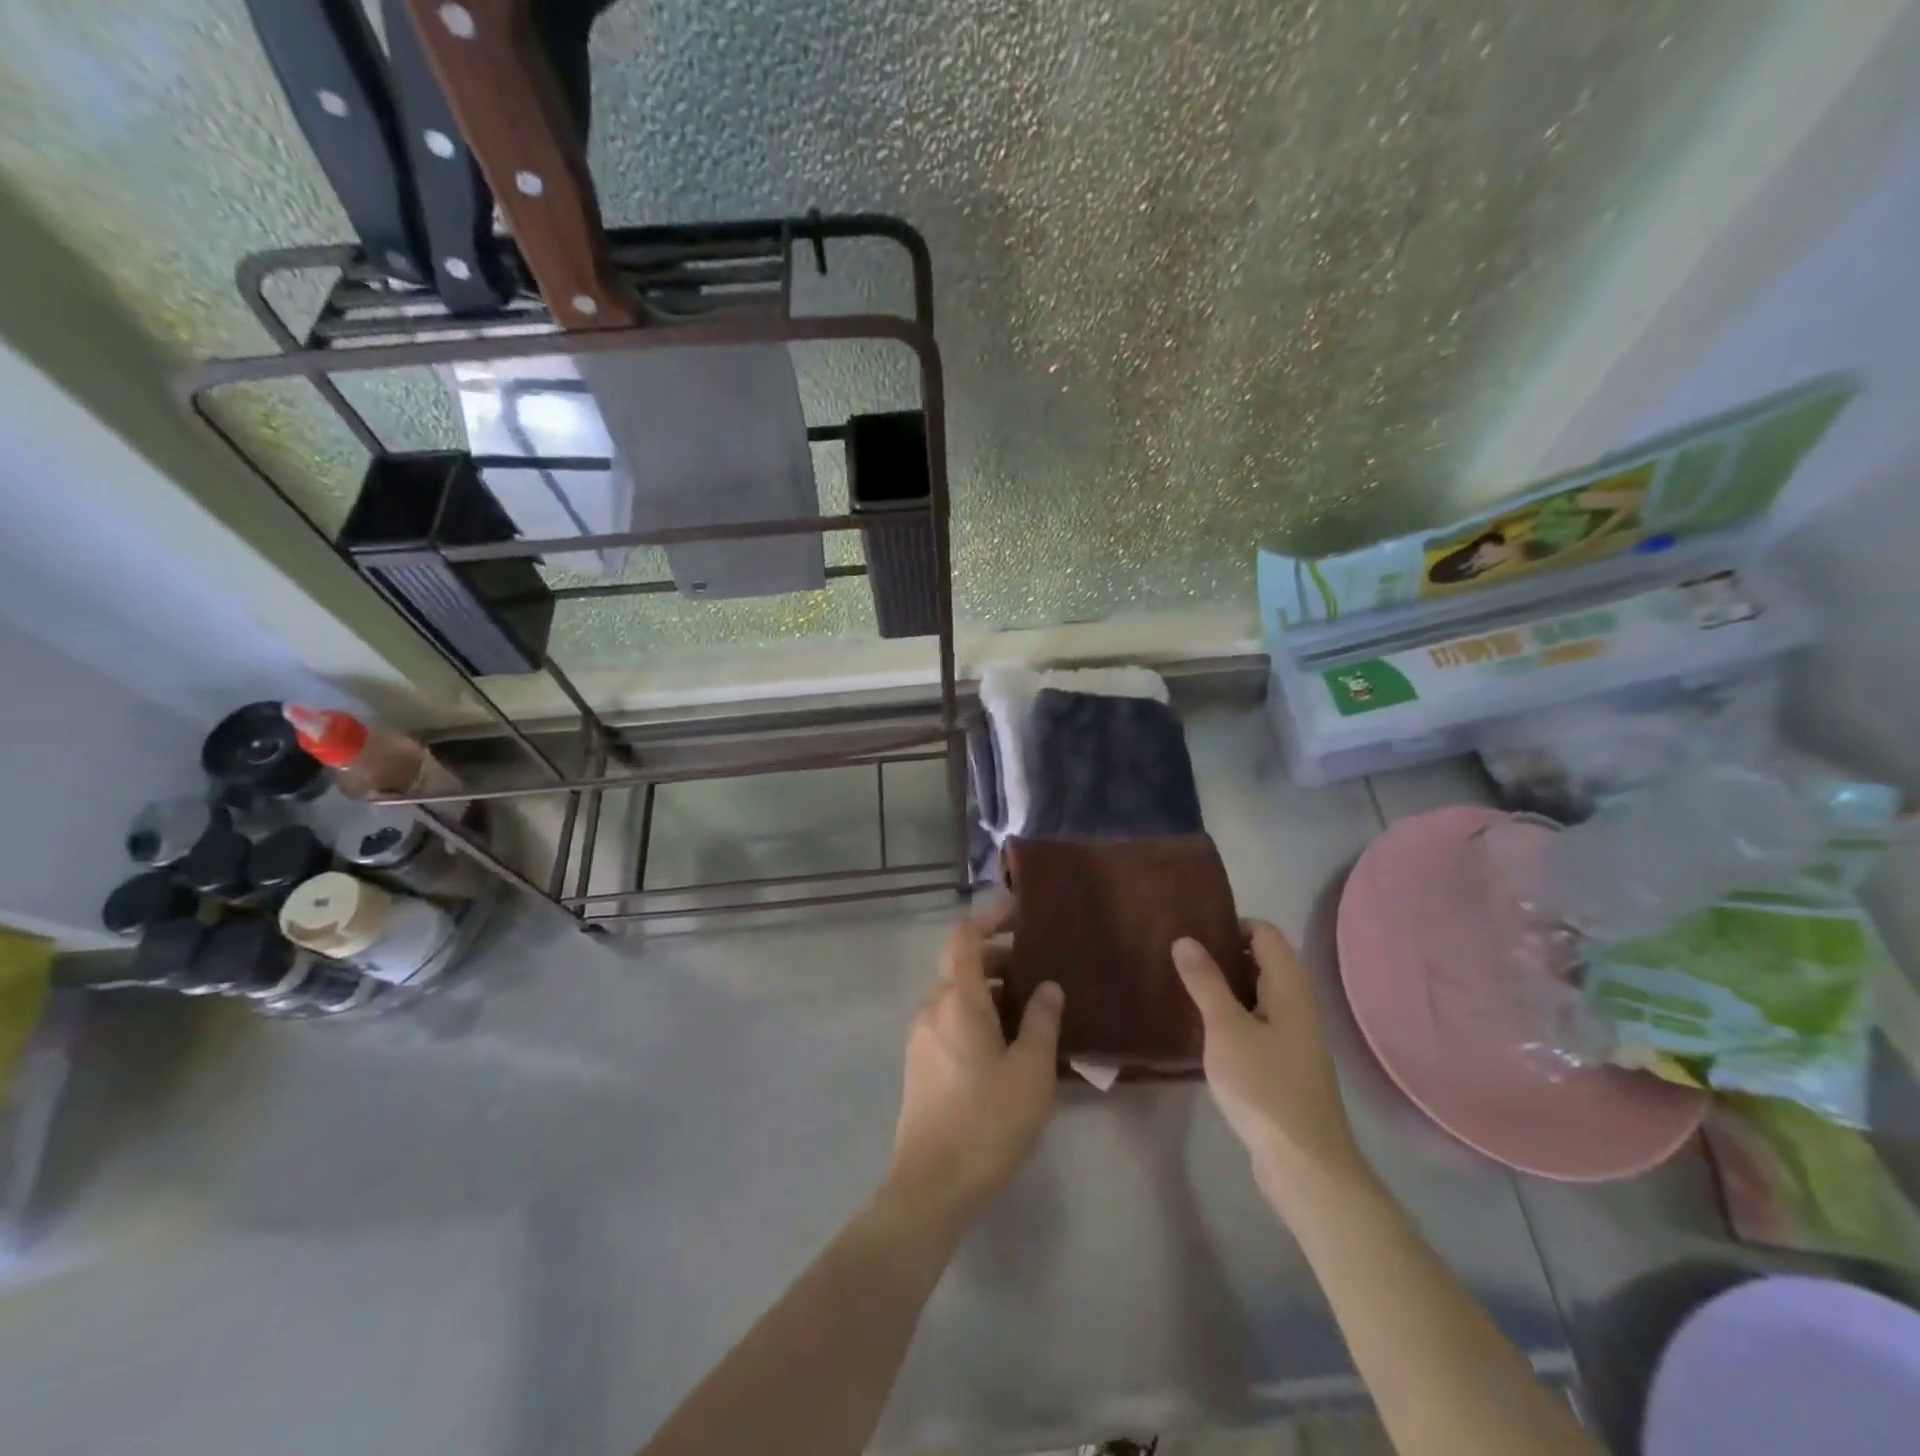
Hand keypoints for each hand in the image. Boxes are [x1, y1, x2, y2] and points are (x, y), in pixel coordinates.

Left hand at [887, 901, 1062, 1230]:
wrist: (932, 1183)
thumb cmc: (988, 1119)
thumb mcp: (1031, 1070)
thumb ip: (1042, 1021)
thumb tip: (1048, 986)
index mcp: (957, 1000)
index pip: (964, 938)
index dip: (987, 918)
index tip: (1016, 911)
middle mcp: (932, 1007)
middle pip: (960, 965)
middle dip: (997, 958)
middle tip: (1037, 966)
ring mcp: (921, 1035)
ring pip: (955, 994)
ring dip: (989, 989)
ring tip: (1029, 1006)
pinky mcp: (920, 1062)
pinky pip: (949, 1019)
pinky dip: (976, 1013)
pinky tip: (1005, 1041)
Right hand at [1173, 921, 1365, 1216]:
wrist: (1306, 1166)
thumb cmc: (1265, 1087)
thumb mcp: (1226, 1029)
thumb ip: (1205, 982)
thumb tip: (1185, 939)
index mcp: (1289, 989)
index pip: (1267, 934)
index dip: (1234, 924)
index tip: (1195, 931)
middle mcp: (1297, 1007)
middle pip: (1264, 962)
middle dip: (1225, 953)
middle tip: (1181, 957)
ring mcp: (1294, 1039)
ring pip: (1258, 995)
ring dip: (1226, 987)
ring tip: (1184, 988)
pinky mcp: (1285, 1067)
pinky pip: (1257, 1024)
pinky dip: (1232, 1016)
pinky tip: (1204, 1031)